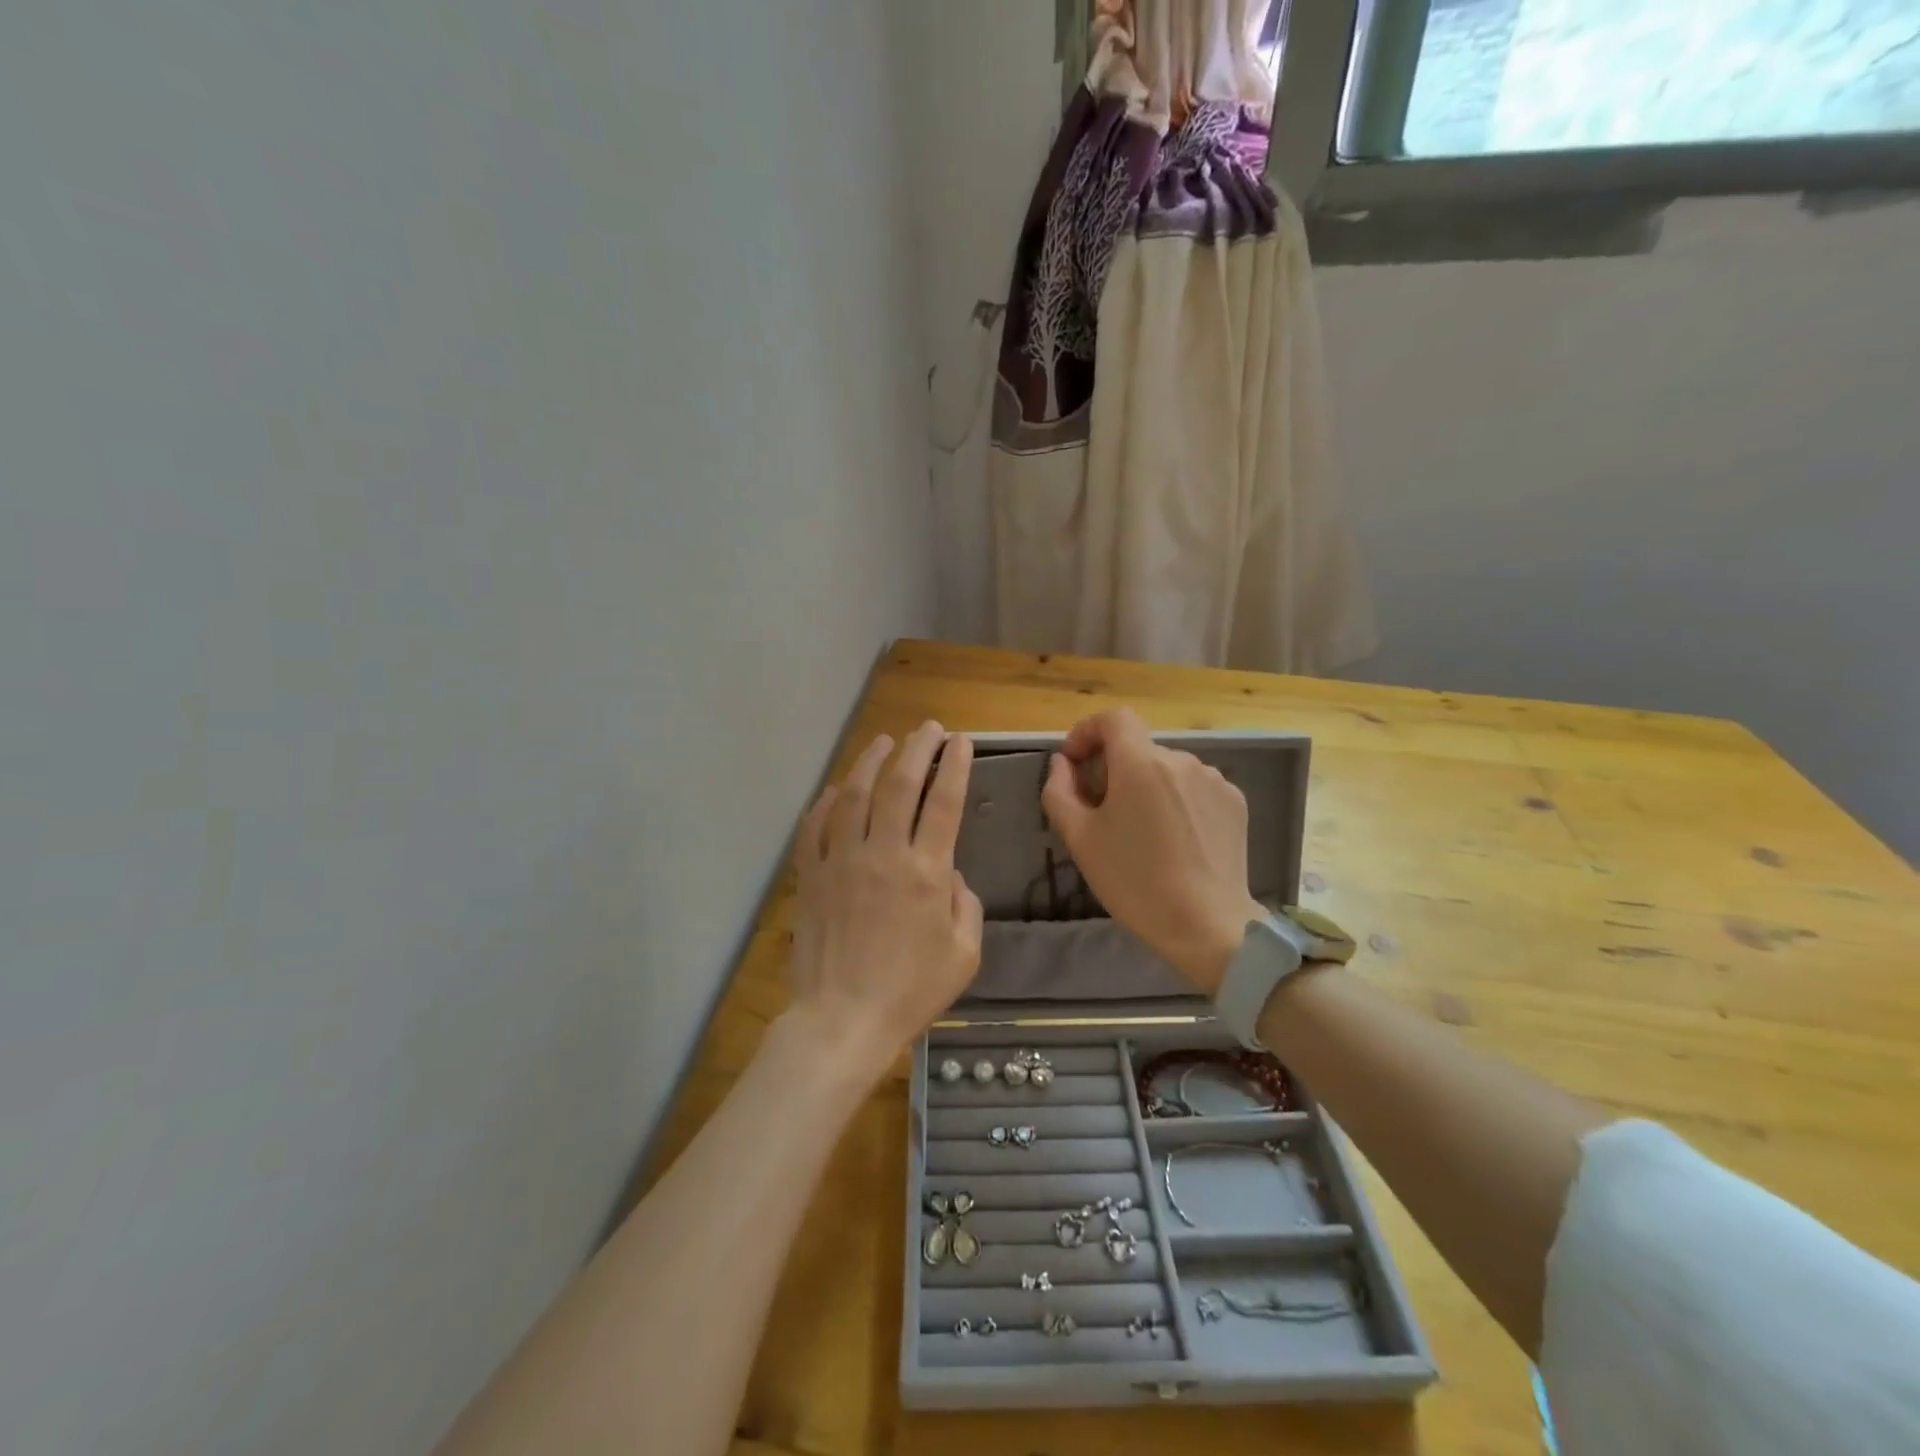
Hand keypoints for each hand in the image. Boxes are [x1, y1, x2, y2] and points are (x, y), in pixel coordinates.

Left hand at [784, 722, 983, 1080]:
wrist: (841, 1021)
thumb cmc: (910, 993)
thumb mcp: (964, 956)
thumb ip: (966, 906)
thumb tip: (950, 875)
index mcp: (926, 873)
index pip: (944, 803)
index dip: (955, 766)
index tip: (960, 742)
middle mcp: (883, 855)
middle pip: (899, 786)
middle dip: (917, 749)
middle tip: (927, 729)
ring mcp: (840, 862)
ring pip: (852, 796)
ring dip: (870, 762)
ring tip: (884, 742)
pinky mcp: (810, 877)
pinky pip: (814, 828)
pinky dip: (824, 803)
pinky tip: (834, 790)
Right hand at [1040, 707, 1262, 995]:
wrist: (1207, 925)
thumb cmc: (1134, 881)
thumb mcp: (1080, 839)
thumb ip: (1060, 791)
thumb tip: (1063, 764)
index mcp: (1141, 762)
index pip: (1113, 718)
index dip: (1088, 731)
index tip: (1075, 763)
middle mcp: (1181, 759)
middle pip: (1138, 748)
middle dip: (1113, 768)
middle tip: (1101, 810)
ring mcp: (1214, 780)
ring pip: (1167, 769)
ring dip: (1147, 785)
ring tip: (1142, 831)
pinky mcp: (1235, 802)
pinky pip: (1194, 788)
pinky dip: (1177, 800)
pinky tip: (1175, 839)